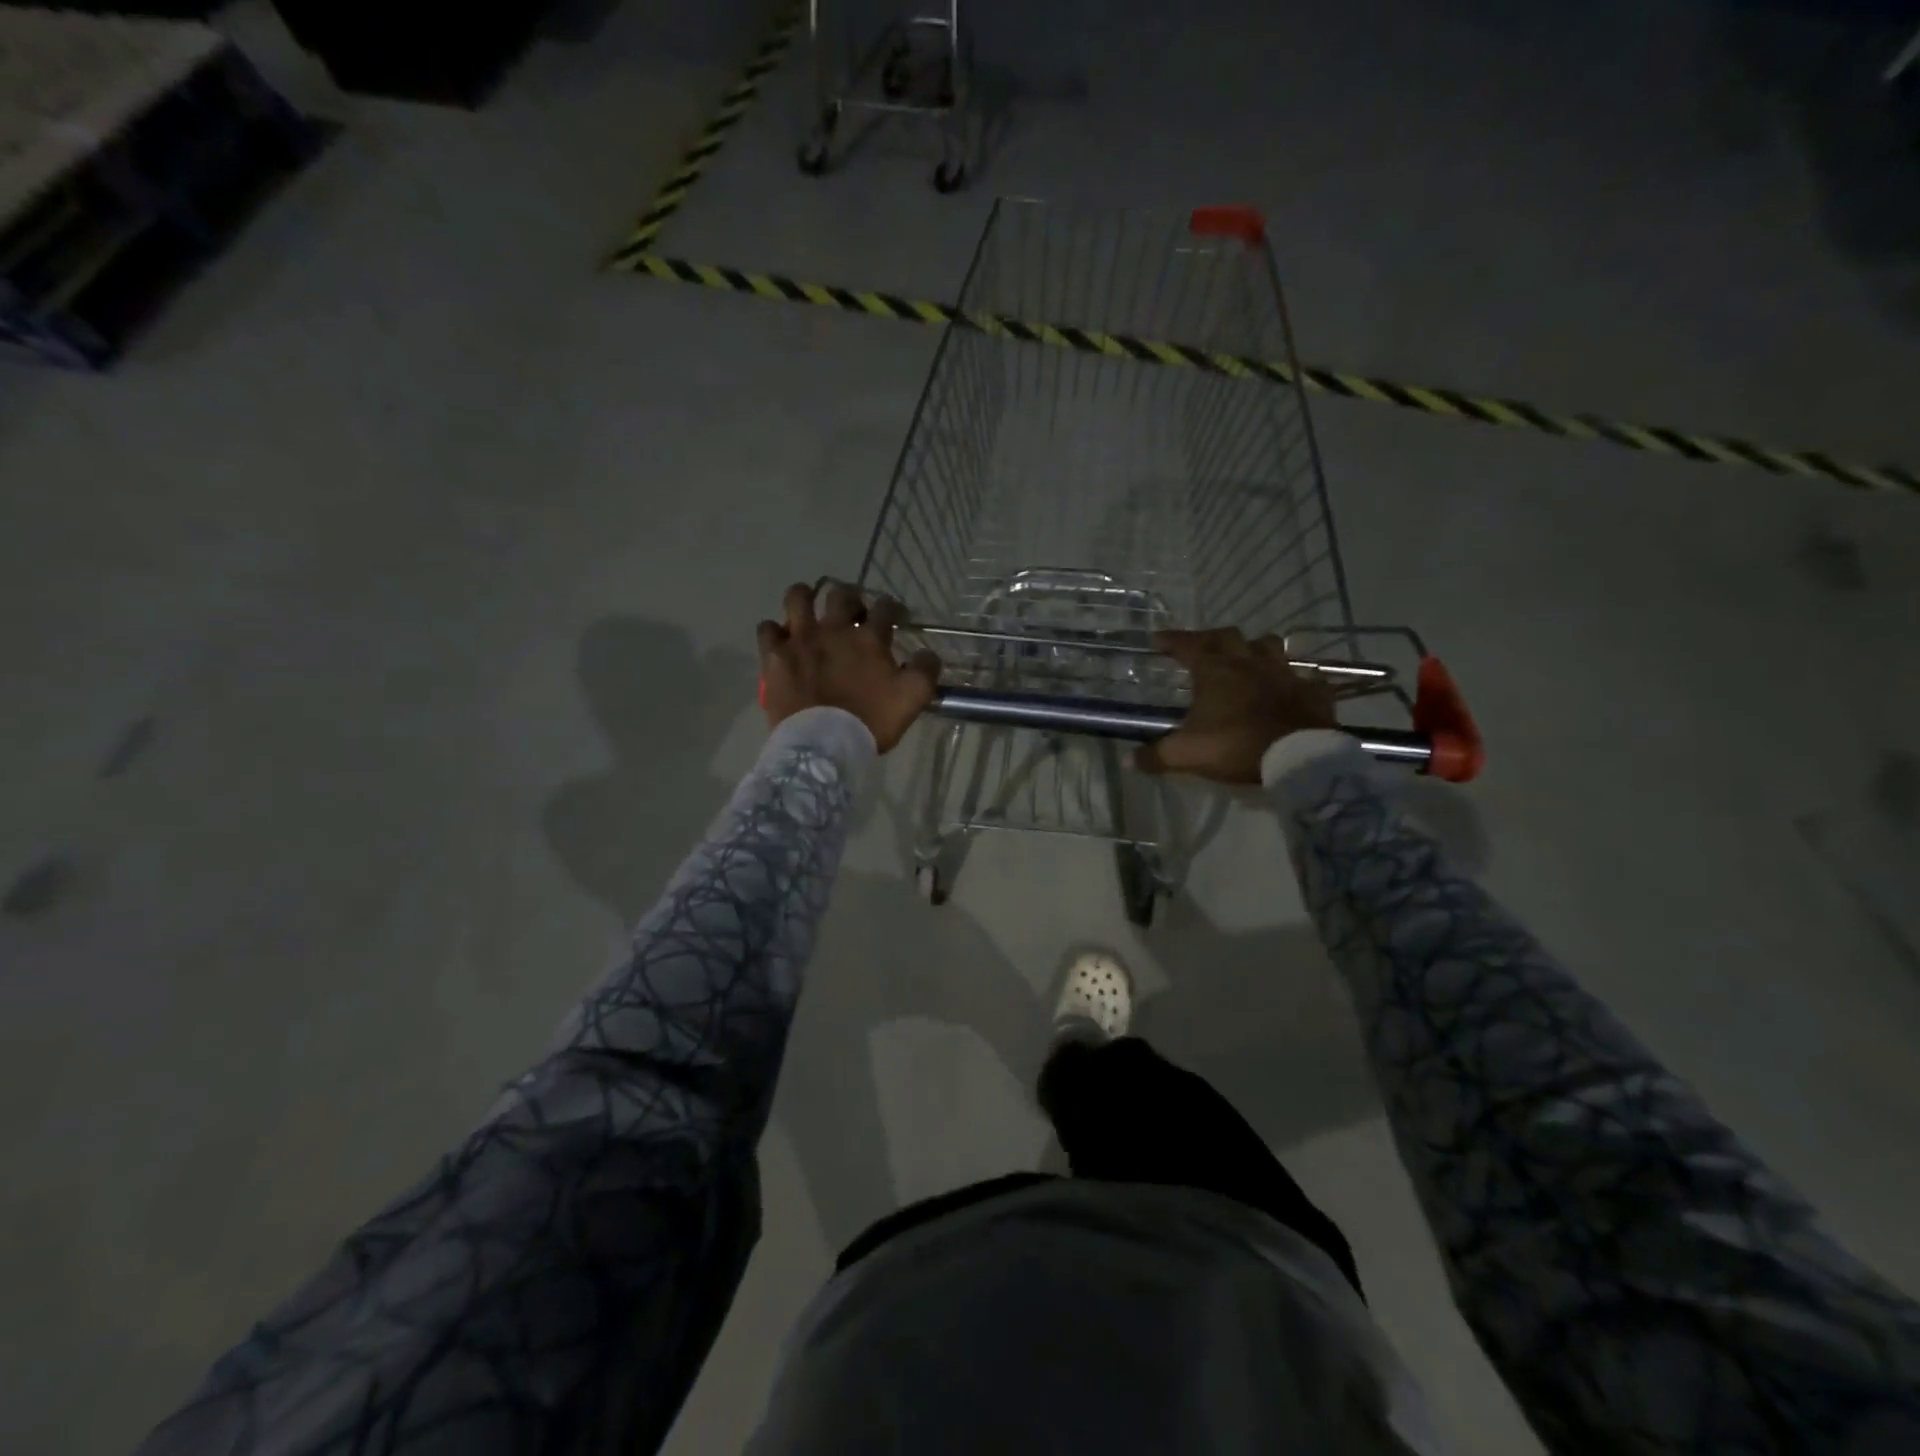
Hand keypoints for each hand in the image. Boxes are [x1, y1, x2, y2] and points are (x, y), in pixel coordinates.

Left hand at [758, 581, 942, 752]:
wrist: (823, 745)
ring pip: (798, 597)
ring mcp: (801, 640)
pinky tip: (781, 641)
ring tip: (809, 610)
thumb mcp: (912, 699)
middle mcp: (834, 629)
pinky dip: (775, 632)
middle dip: (850, 599)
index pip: (885, 608)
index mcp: (869, 639)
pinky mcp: (775, 656)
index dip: (892, 609)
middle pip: (842, 595)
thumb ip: (925, 671)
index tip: (894, 619)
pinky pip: (768, 629)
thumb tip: (928, 654)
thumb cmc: (870, 722)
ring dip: (805, 598)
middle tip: (852, 616)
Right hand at [1135, 628, 1337, 783]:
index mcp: (1215, 671)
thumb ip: (1156, 756)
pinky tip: (1292, 689)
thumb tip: (1128, 761)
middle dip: (1210, 637)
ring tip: (1246, 657)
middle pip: (1228, 636)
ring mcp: (1284, 673)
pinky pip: (1306, 678)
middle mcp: (1249, 663)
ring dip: (1255, 647)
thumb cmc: (1235, 746)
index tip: (1157, 638)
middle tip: (1200, 646)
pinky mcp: (1312, 691)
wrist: (1298, 757)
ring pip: (1269, 645)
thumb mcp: (1186, 754)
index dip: (1171, 640)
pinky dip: (1297, 681)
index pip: (1187, 645)